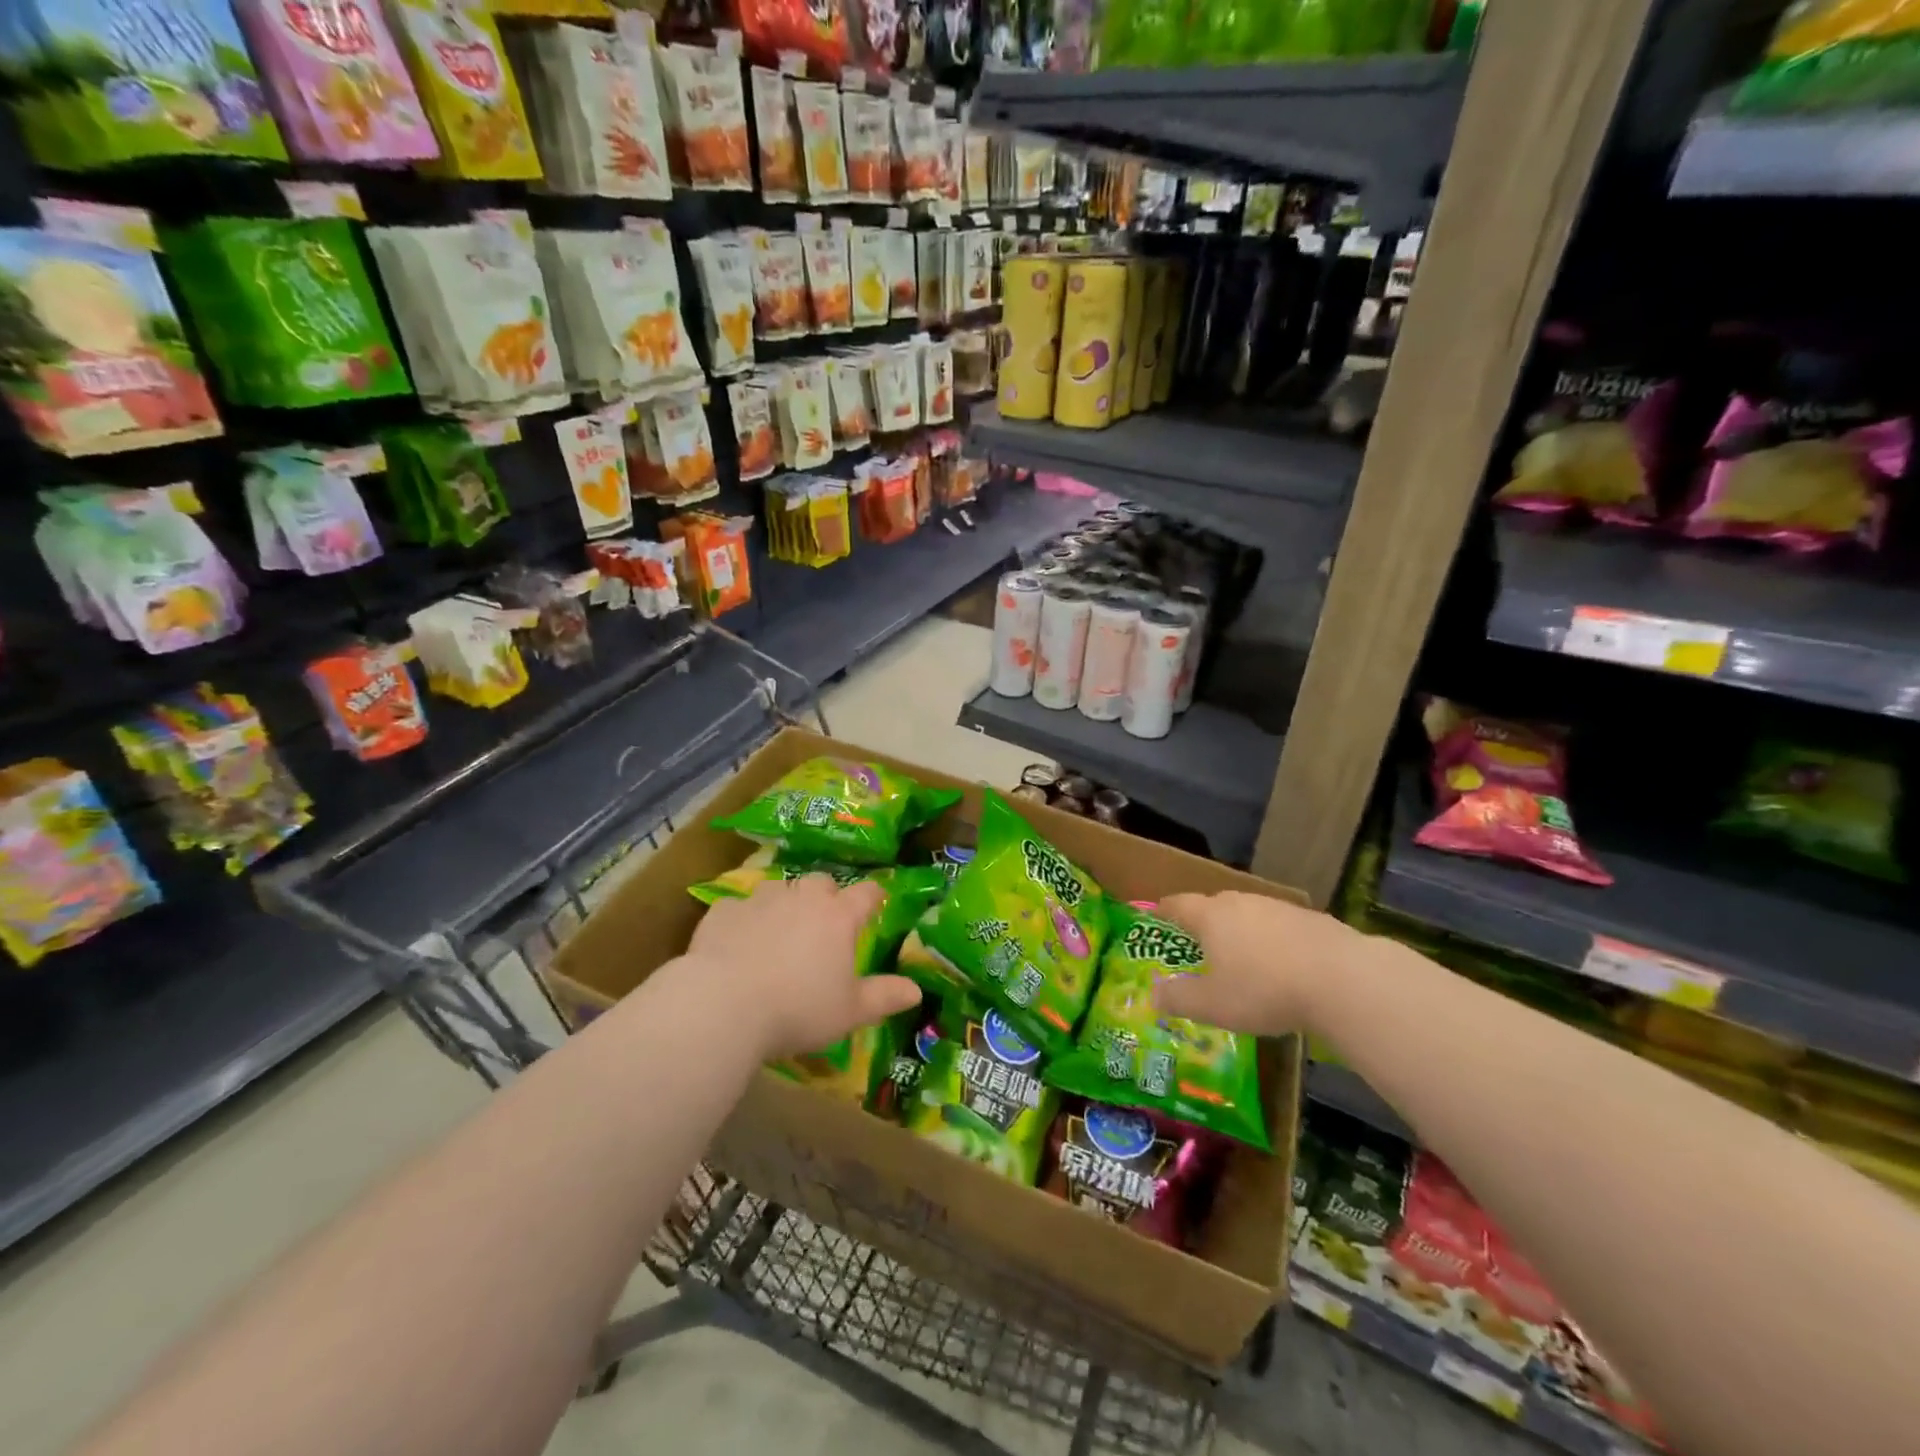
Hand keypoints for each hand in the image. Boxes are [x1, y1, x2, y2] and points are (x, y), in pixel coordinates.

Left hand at [686, 873, 920, 1058]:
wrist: (723, 1005)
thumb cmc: (798, 1009)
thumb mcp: (849, 1012)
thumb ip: (884, 997)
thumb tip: (916, 990)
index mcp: (838, 917)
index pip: (867, 893)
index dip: (874, 896)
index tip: (876, 902)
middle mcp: (802, 897)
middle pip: (821, 882)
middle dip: (826, 896)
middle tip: (825, 923)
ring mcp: (761, 899)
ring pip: (780, 888)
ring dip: (785, 903)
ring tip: (780, 931)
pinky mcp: (724, 910)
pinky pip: (740, 907)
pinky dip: (744, 920)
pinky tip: (738, 942)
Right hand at [1150, 891, 1355, 1035]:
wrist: (1342, 979)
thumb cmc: (1263, 990)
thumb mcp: (1213, 1005)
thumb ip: (1178, 999)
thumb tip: (1152, 994)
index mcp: (1211, 916)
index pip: (1178, 904)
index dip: (1165, 910)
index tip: (1158, 914)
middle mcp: (1242, 903)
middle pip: (1215, 905)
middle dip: (1205, 922)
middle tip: (1199, 943)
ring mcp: (1280, 908)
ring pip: (1251, 915)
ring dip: (1242, 932)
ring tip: (1243, 958)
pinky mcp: (1313, 920)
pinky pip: (1282, 928)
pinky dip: (1275, 942)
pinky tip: (1285, 967)